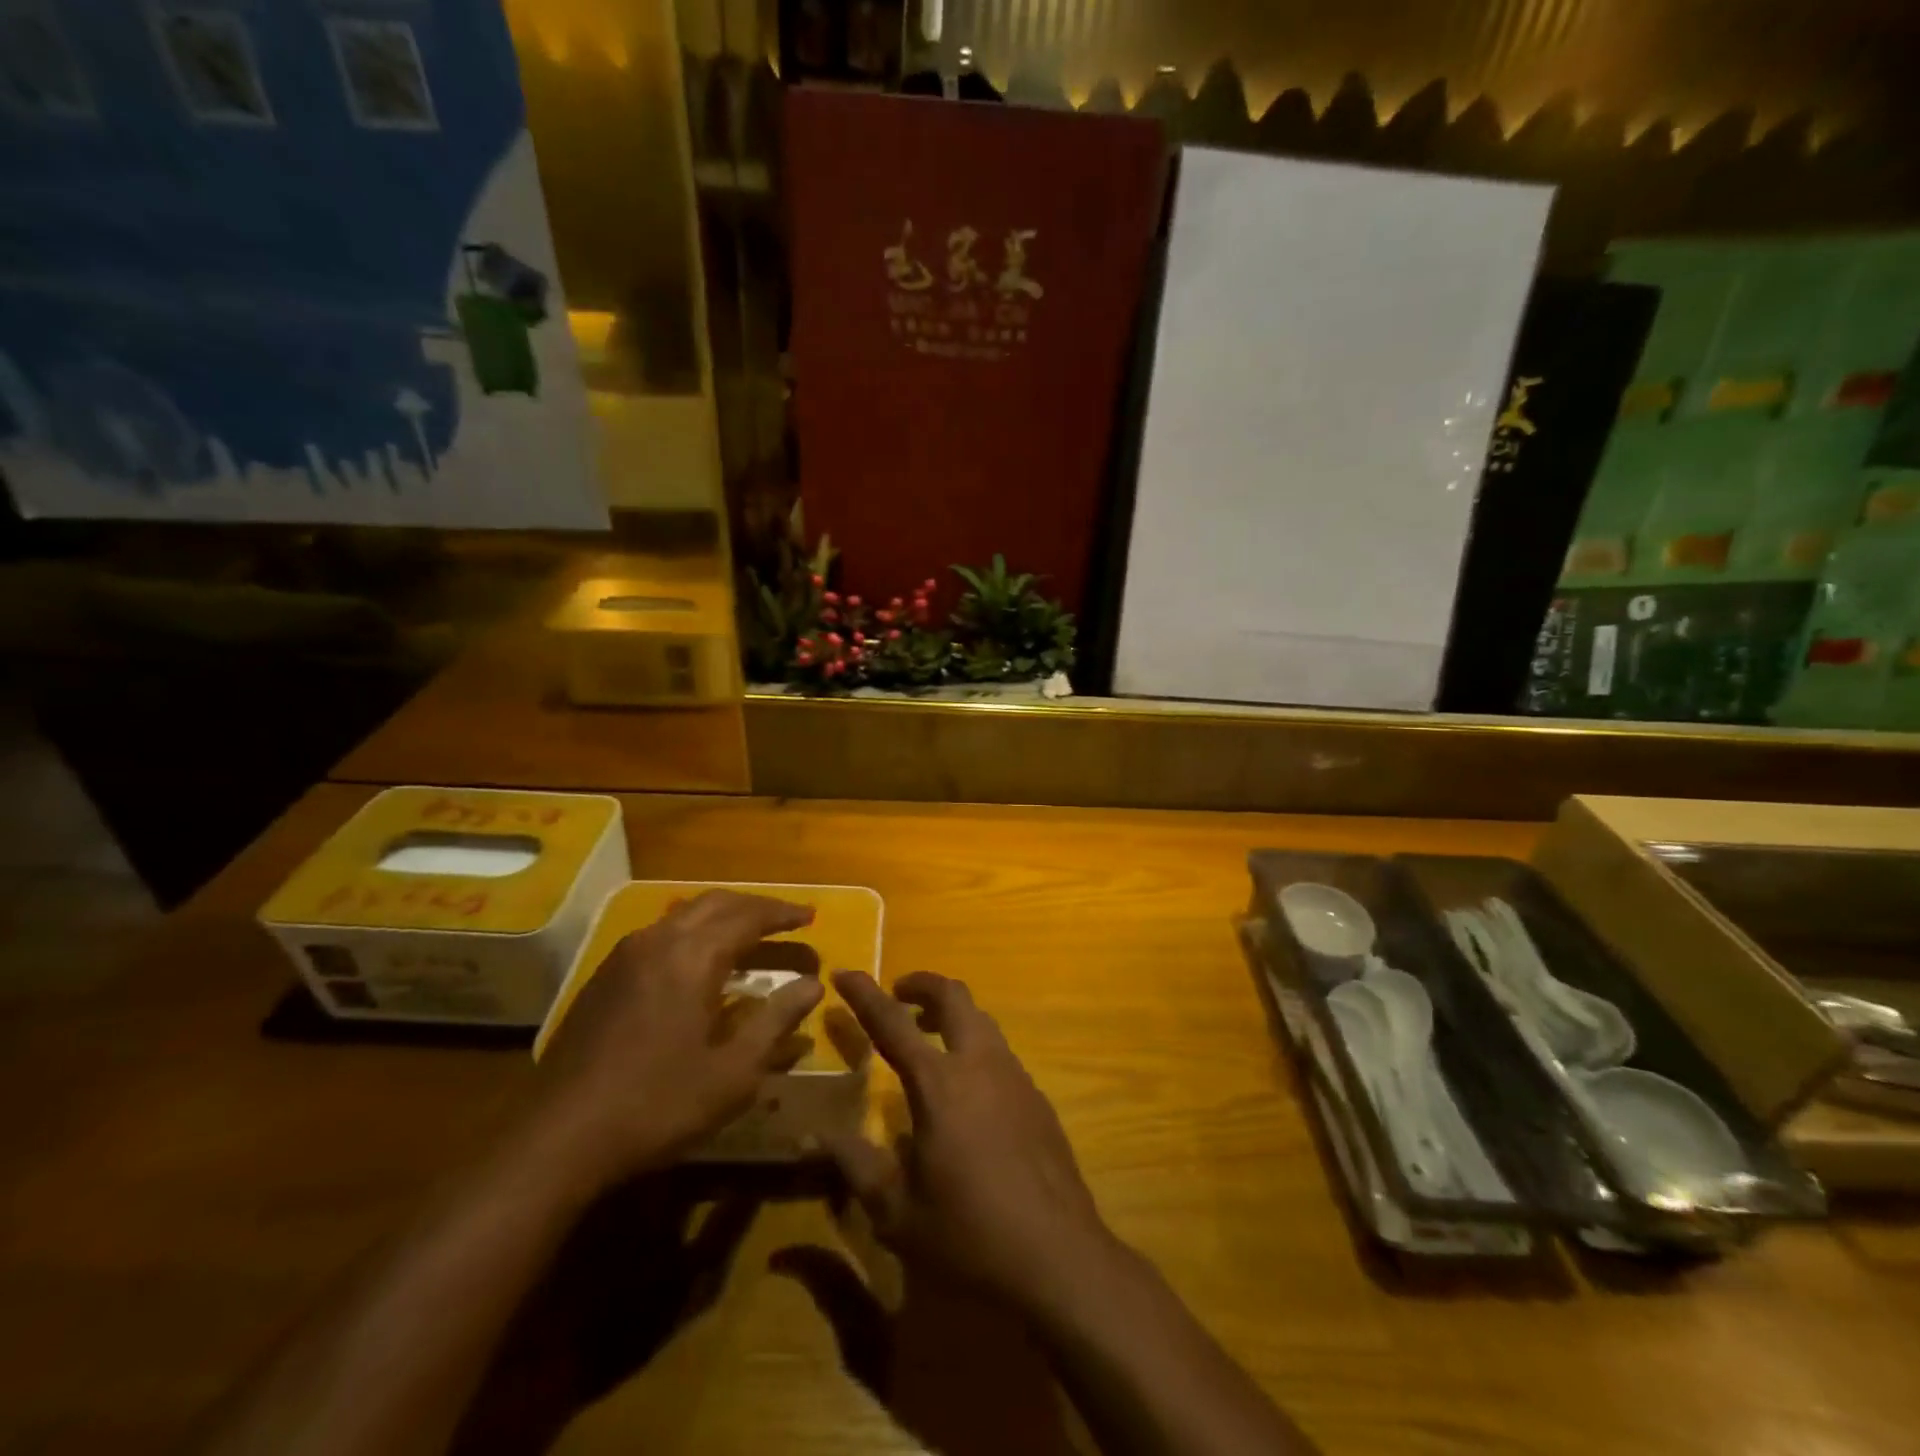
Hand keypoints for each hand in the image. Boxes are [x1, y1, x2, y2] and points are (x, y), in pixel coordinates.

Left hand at [531, 891, 823, 1186]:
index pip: (749, 916)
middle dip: (755, 907)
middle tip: (786, 921)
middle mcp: (659, 940)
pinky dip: (693, 933)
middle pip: (716, 903)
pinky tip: (698, 963)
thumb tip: (813, 985)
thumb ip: (777, 1020)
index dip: (783, 914)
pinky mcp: (605, 977)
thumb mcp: (734, 1071)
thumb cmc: (659, 1104)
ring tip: (749, 936)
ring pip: (684, 915)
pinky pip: (660, 934)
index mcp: (693, 956)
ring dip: (723, 917)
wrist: (560, 1137)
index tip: (811, 917)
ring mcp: (625, 956)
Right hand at [824, 970, 1118, 1315]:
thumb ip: (856, 1165)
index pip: (892, 1022)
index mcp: (939, 1084)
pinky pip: (1000, 1052)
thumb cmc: (969, 1235)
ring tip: (928, 1036)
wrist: (1059, 1257)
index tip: (844, 971)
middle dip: (922, 985)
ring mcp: (1015, 1076)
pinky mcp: (1037, 1097)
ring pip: (981, 1020)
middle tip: (898, 994)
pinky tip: (967, 1091)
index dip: (864, 994)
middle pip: (953, 996)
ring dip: (952, 1014)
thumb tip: (814, 1136)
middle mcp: (979, 1064)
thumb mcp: (897, 1212)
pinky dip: (974, 1047)